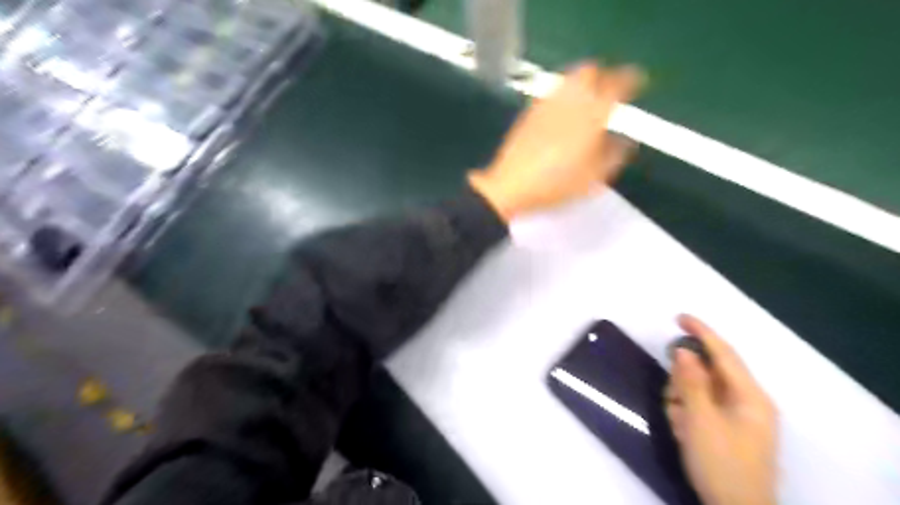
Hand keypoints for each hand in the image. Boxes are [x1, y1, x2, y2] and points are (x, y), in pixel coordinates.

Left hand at [471, 62, 639, 221]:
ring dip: (583, 81)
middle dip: (604, 75)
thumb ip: (615, 154)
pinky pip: (552, 90)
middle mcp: (571, 99)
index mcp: (593, 113)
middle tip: (609, 91)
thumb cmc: (558, 183)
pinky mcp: (529, 110)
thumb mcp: (595, 176)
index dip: (632, 78)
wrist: (512, 185)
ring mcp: (547, 102)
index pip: (618, 83)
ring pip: (569, 77)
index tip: (639, 82)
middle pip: (590, 70)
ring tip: (587, 99)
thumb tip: (626, 139)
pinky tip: (563, 110)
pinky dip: (564, 93)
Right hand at [663, 316, 777, 504]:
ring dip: (682, 402)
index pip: (723, 353)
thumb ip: (691, 382)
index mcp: (749, 395)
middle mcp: (747, 400)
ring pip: (699, 390)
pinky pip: (700, 407)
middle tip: (675, 404)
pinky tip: (685, 432)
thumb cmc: (721, 464)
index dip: (702, 332)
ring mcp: (738, 415)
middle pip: (706, 372)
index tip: (679, 316)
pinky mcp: (728, 427)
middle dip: (683, 383)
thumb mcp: (701, 421)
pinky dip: (687, 414)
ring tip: (681, 426)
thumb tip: (683, 349)